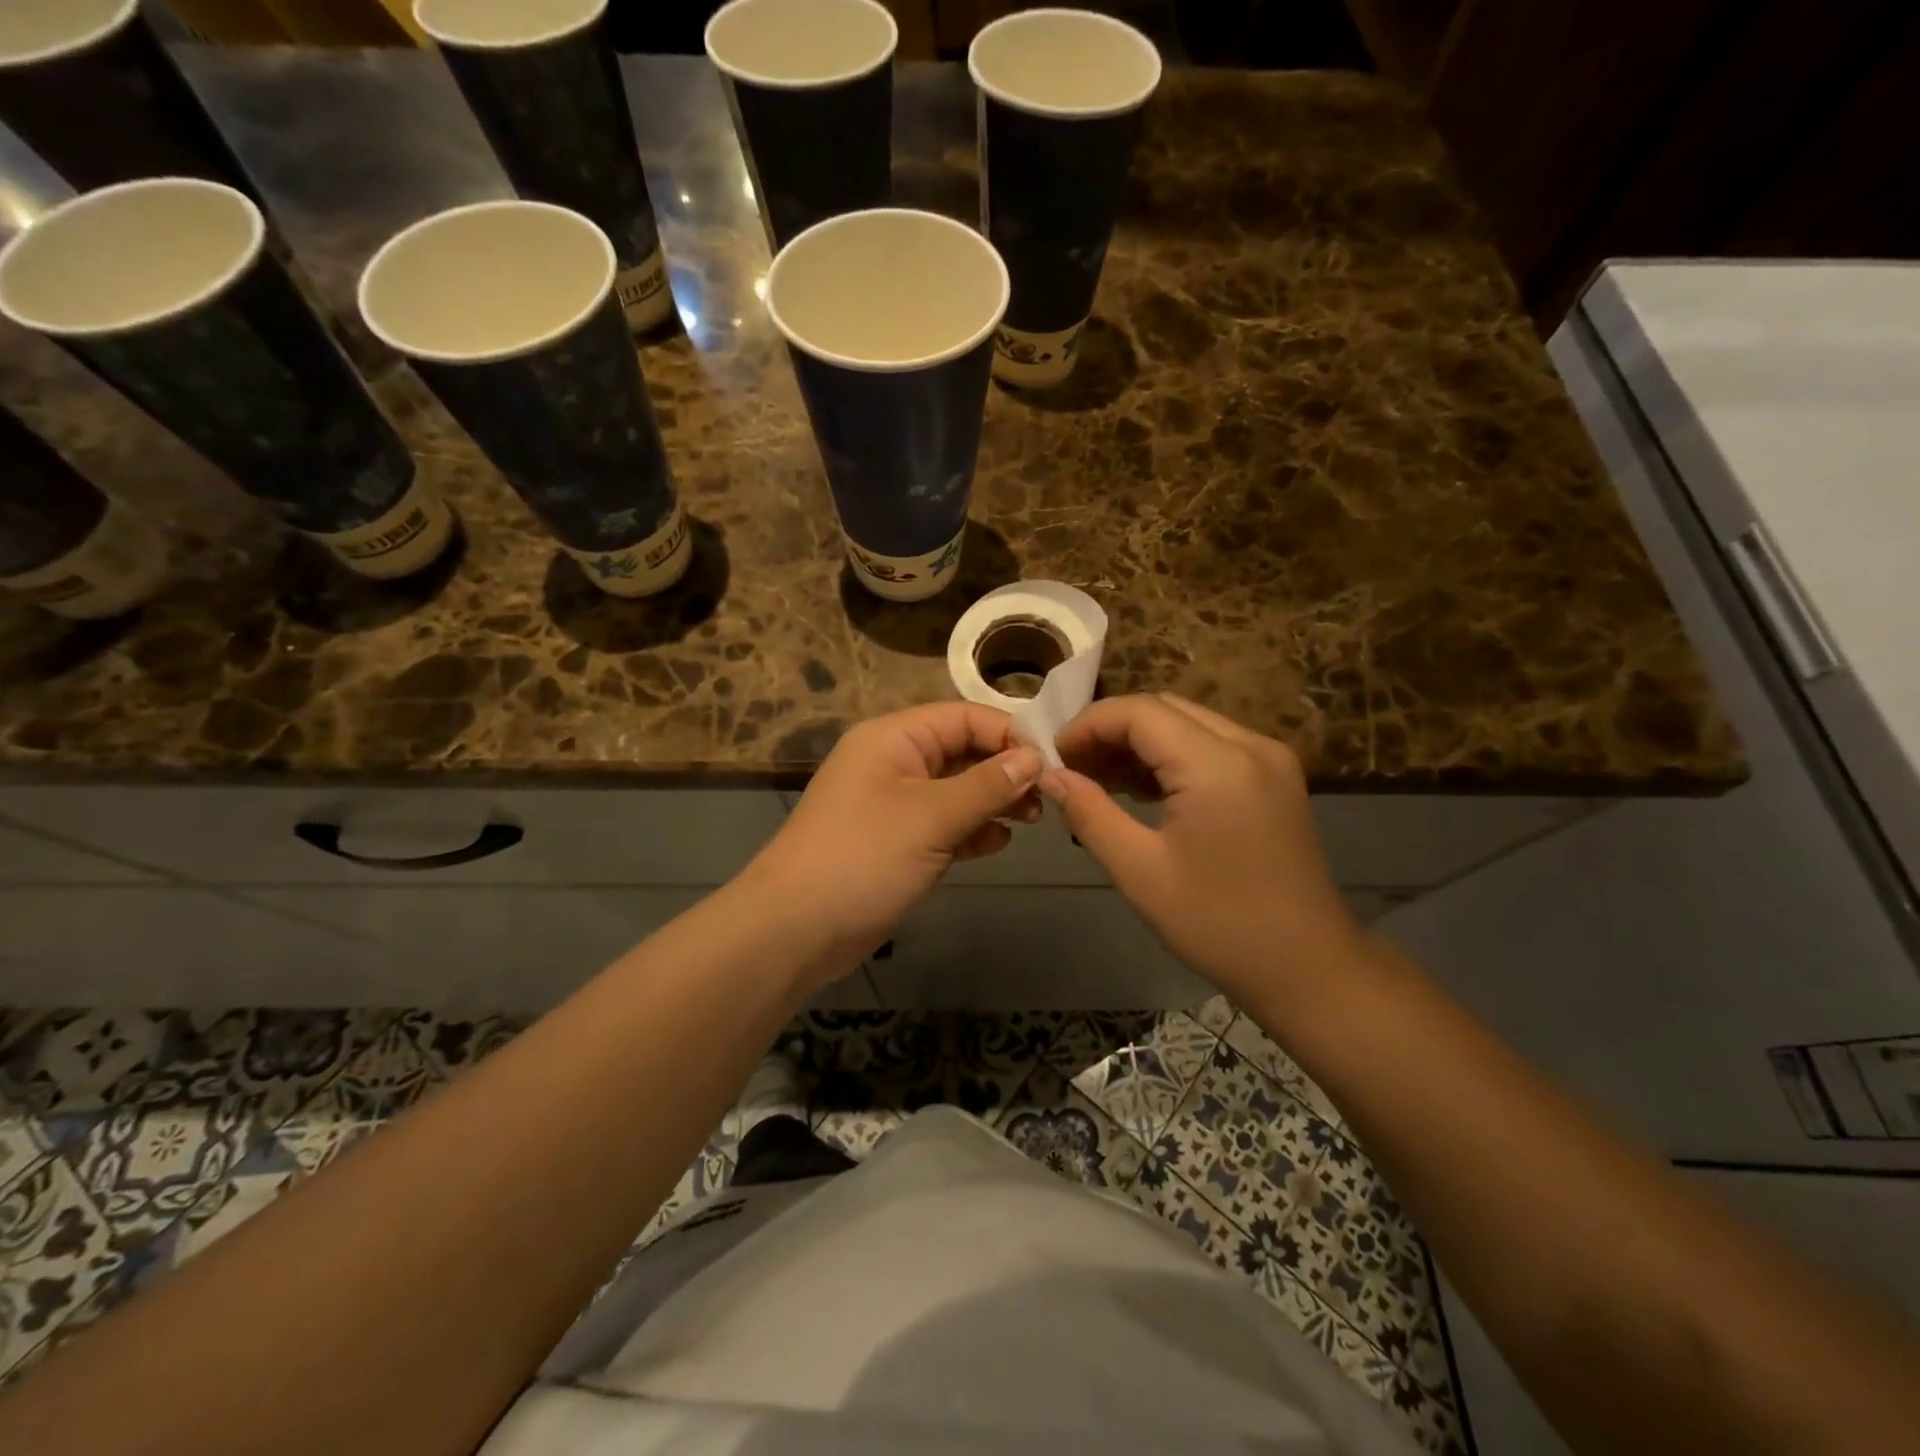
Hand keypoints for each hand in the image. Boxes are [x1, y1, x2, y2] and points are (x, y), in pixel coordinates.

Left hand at [746, 703, 1042, 978]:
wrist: (796, 928)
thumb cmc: (865, 856)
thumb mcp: (932, 816)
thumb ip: (987, 785)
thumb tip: (1034, 757)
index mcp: (894, 738)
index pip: (963, 717)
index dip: (1008, 734)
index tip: (1052, 761)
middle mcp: (894, 762)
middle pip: (962, 752)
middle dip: (1004, 770)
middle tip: (1046, 797)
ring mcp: (894, 804)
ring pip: (956, 790)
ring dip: (992, 802)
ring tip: (1030, 820)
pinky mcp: (897, 842)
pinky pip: (944, 824)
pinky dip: (971, 830)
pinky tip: (998, 842)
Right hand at [1044, 694, 1362, 1009]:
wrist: (1308, 968)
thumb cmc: (1218, 925)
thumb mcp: (1139, 871)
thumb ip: (1089, 812)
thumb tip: (1049, 775)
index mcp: (1218, 765)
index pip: (1139, 712)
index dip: (1088, 724)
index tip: (1054, 757)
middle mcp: (1250, 745)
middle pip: (1164, 708)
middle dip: (1111, 730)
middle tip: (1072, 768)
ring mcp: (1270, 758)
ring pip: (1188, 723)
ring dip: (1140, 742)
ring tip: (1099, 780)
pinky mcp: (1276, 777)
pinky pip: (1212, 745)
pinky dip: (1171, 756)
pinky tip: (1143, 791)